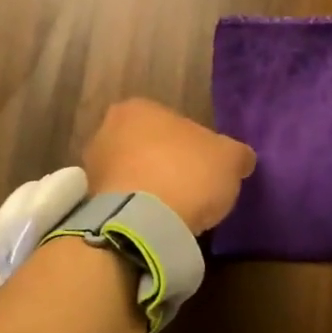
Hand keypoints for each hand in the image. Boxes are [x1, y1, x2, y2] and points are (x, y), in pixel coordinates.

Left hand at [84, 99, 256, 234]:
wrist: (143, 223)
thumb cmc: (186, 174)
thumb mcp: (230, 159)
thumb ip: (236, 154)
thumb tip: (241, 159)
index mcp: (139, 108)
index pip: (173, 123)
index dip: (193, 147)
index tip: (205, 168)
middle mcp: (107, 129)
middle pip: (148, 147)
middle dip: (166, 165)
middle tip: (192, 189)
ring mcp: (93, 167)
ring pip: (132, 174)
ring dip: (150, 188)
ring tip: (175, 212)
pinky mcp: (90, 203)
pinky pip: (123, 201)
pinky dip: (138, 210)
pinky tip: (157, 224)